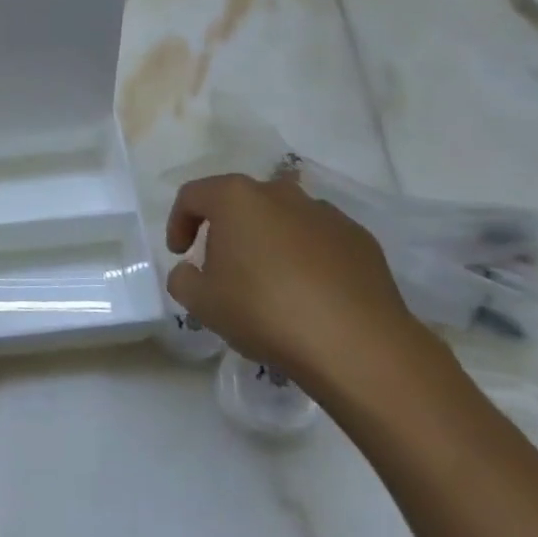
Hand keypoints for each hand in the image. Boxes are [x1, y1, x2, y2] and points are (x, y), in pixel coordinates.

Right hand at [166, 170, 419, 389]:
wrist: (355, 344)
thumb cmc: (264, 311)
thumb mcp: (201, 302)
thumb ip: (183, 279)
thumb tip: (190, 271)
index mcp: (236, 198)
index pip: (193, 196)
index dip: (178, 223)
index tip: (180, 254)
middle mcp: (280, 192)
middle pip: (241, 202)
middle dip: (226, 230)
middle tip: (222, 268)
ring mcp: (325, 213)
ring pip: (283, 219)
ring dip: (268, 241)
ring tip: (270, 284)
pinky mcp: (360, 239)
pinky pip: (319, 240)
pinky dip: (306, 257)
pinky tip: (309, 295)